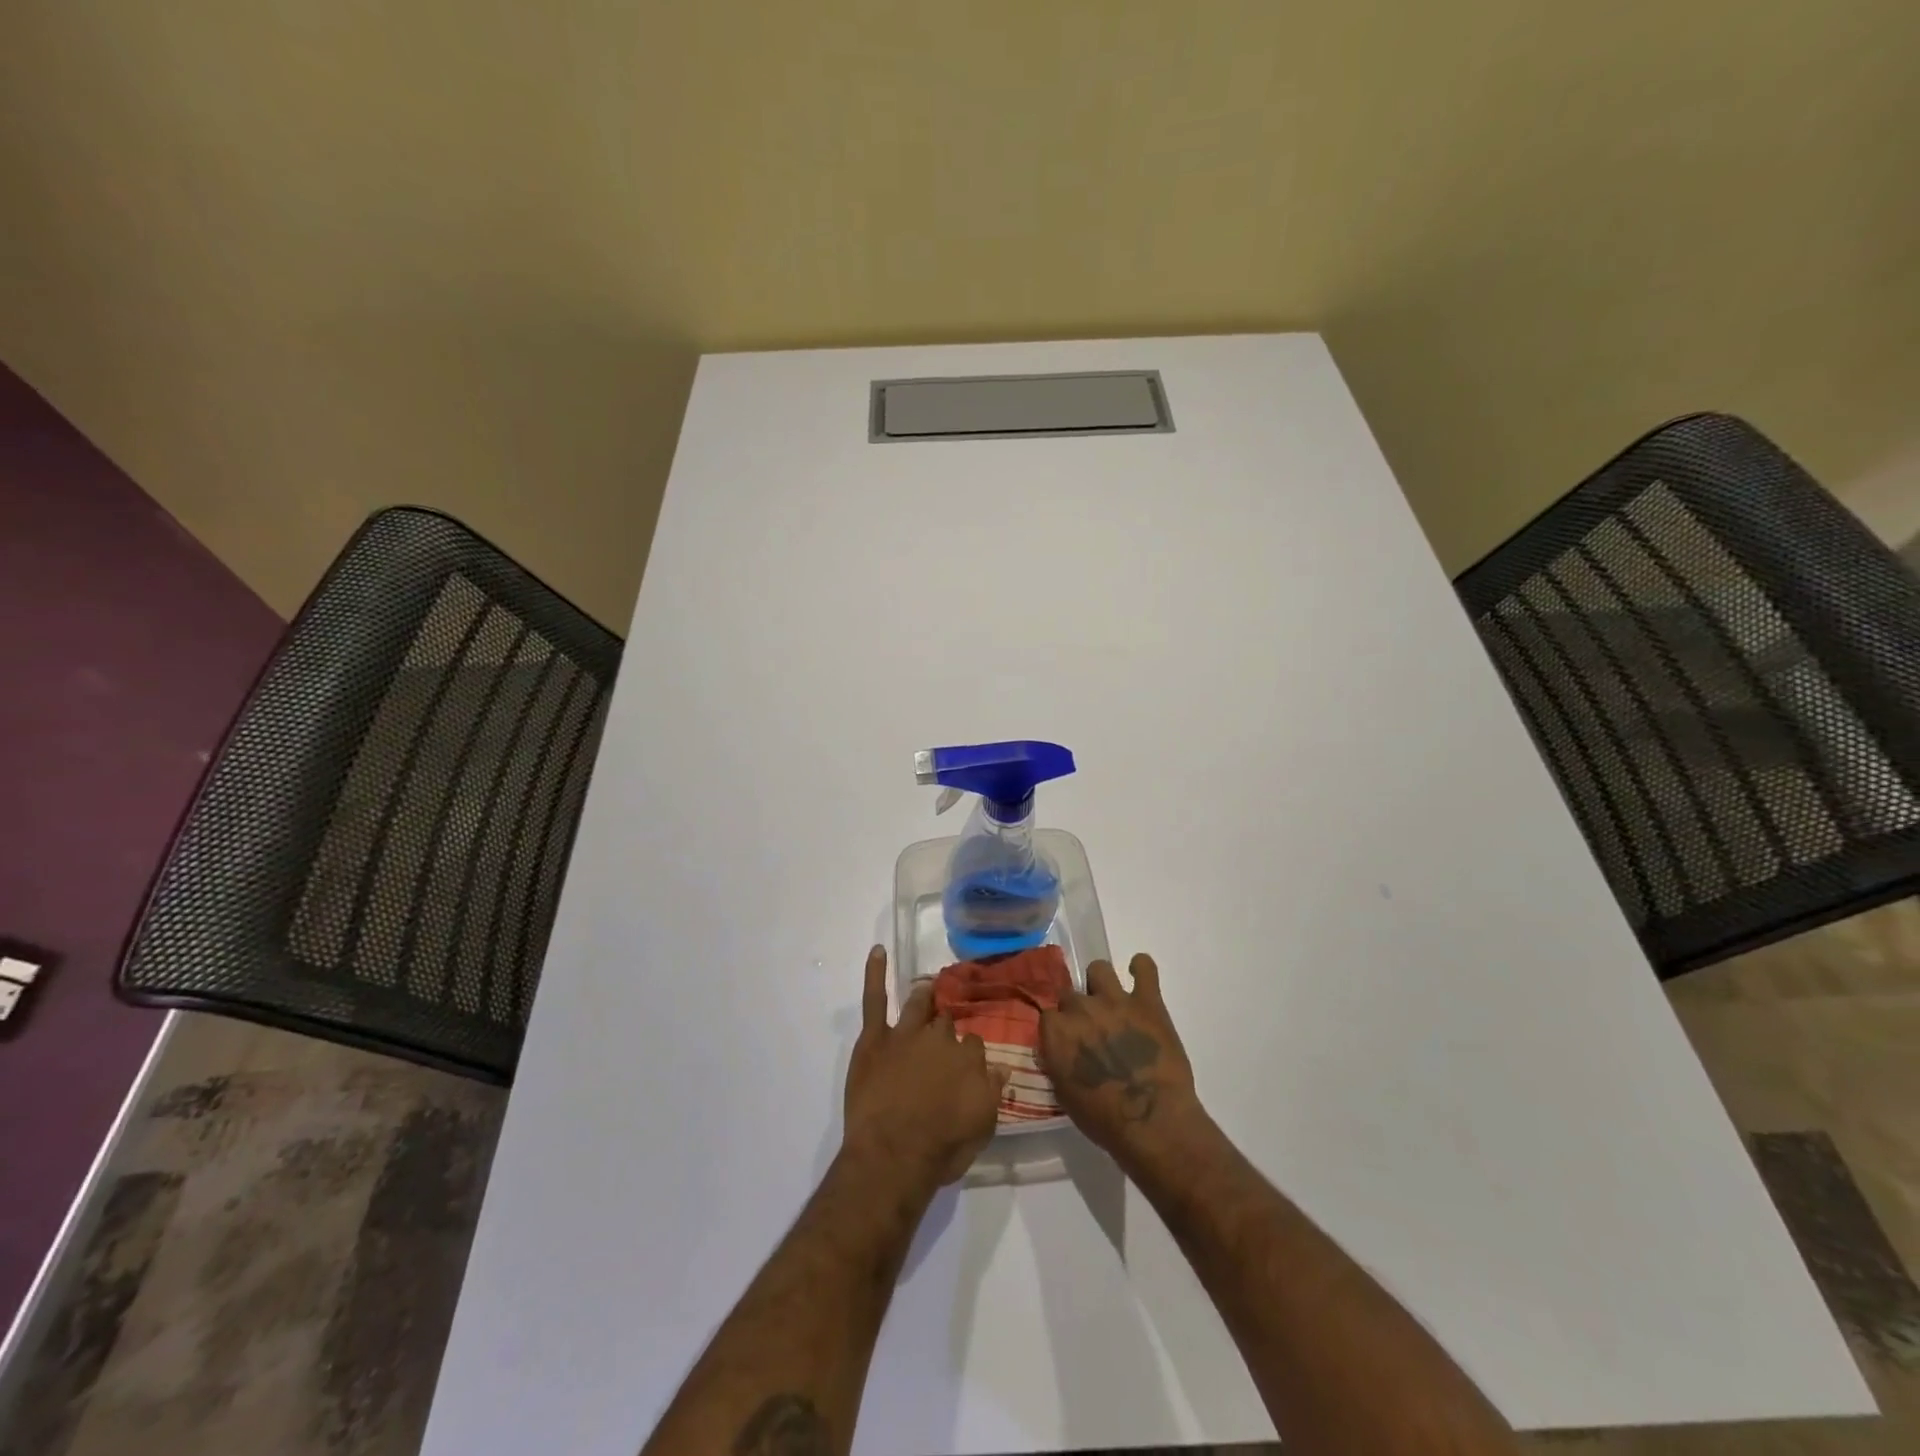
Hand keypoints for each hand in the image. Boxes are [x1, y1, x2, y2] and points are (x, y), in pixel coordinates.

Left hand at [842, 947, 1010, 1190]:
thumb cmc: (941, 1148)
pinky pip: (875, 999)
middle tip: (943, 1034)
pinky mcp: (875, 1038)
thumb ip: (993, 1092)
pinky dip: (875, 973)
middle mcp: (941, 1038)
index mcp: (969, 1058)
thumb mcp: (982, 1127)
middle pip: (946, 1022)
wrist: (893, 1156)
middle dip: (947, 1024)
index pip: (974, 1043)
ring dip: (924, 997)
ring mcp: (906, 1033)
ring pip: (918, 1005)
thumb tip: (1002, 1067)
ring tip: (928, 989)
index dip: (969, 1052)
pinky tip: (877, 951)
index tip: (966, 1062)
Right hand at [1039, 953, 1201, 1160]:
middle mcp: (1081, 1008)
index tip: (1068, 1044)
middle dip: (1079, 1011)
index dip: (1060, 1030)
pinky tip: (1140, 976)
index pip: (1048, 1016)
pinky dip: (1142, 968)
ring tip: (1112, 1002)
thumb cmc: (1104, 1121)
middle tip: (1093, 1031)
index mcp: (1056, 1032)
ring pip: (1099, 969)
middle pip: (1071, 995)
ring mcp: (1115, 1000)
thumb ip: (1057, 1063)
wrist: (1153, 1122)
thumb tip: (1057, 1050)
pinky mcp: (1148, 1001)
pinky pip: (1145, 967)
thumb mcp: (1065, 1096)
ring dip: (1102, 984)